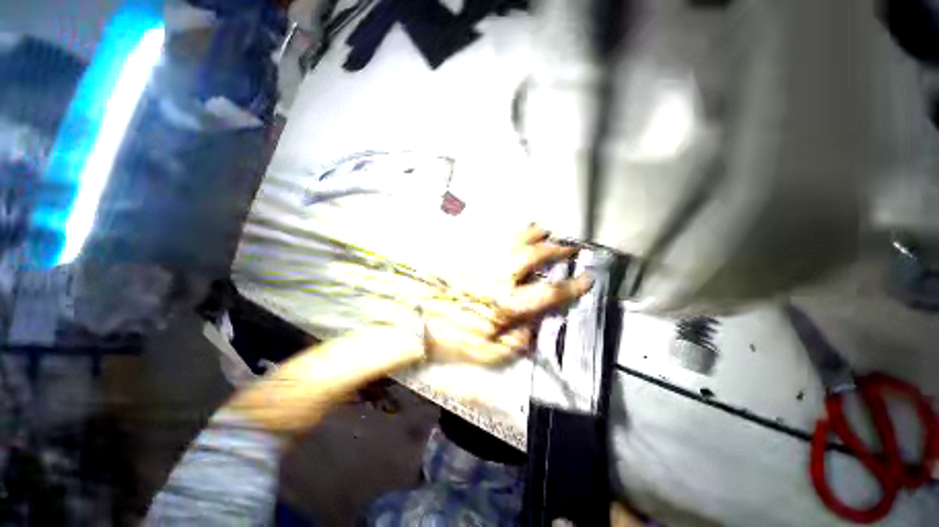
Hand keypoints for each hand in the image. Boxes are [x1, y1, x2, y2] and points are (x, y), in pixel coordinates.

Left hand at [421, 224, 591, 365]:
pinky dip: (508, 232)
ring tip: (546, 231)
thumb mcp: (490, 353)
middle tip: (569, 247)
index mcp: (506, 304)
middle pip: (533, 256)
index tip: (587, 278)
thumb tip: (535, 325)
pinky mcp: (469, 256)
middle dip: (556, 249)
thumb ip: (518, 341)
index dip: (572, 285)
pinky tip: (514, 230)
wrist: (421, 322)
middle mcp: (497, 278)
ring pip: (513, 240)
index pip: (548, 292)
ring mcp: (482, 262)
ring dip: (533, 234)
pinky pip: (492, 238)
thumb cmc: (454, 339)